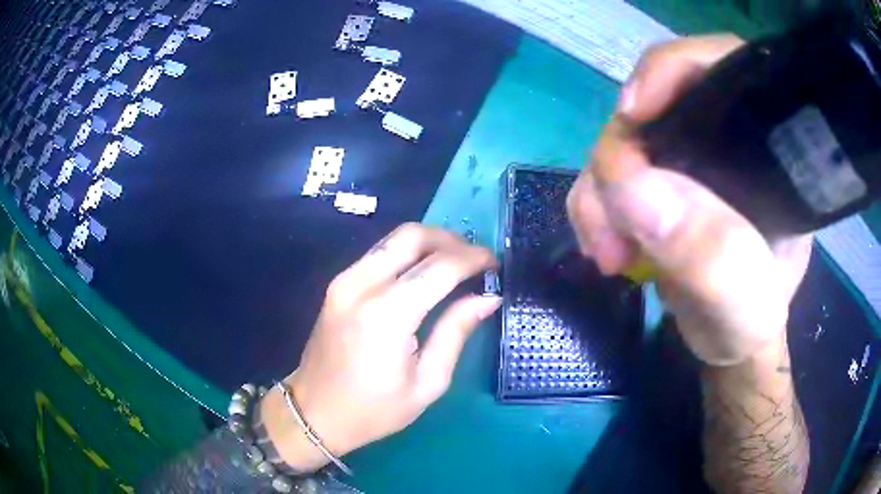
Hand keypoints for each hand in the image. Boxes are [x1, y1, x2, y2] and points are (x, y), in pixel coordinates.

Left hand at [261, 223, 500, 470]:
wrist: (314, 412)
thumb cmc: (374, 409)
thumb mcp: (428, 382)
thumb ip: (456, 332)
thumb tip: (488, 297)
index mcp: (386, 315)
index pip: (440, 267)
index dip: (473, 259)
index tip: (495, 264)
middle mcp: (361, 285)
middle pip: (413, 235)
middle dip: (452, 240)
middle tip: (476, 260)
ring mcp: (344, 280)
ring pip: (394, 238)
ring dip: (430, 242)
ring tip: (456, 264)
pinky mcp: (338, 283)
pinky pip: (379, 253)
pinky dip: (408, 253)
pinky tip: (425, 273)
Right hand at [566, 35, 812, 365]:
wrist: (726, 339)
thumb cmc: (751, 320)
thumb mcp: (743, 301)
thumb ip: (708, 252)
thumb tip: (632, 186)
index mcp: (763, 146)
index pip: (721, 67)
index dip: (673, 71)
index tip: (634, 112)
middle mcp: (721, 137)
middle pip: (656, 102)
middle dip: (623, 154)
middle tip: (614, 227)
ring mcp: (684, 156)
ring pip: (622, 140)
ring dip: (601, 192)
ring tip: (609, 253)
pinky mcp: (655, 179)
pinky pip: (607, 173)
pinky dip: (595, 207)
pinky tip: (605, 248)